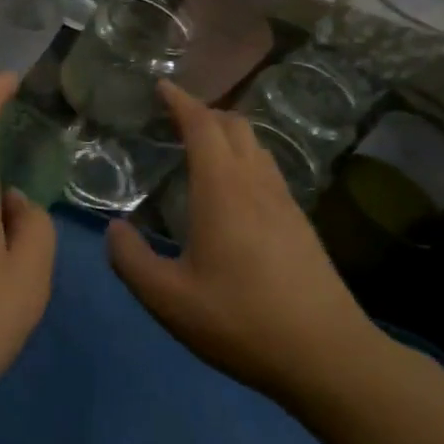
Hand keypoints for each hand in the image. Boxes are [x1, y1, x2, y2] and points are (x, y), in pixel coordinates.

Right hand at [107, 82, 384, 406]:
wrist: (329, 356)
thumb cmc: (242, 322)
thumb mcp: (168, 300)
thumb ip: (131, 260)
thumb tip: (115, 229)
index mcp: (223, 191)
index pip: (203, 126)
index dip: (181, 101)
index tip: (161, 87)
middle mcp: (256, 185)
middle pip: (235, 126)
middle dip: (203, 112)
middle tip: (173, 119)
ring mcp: (285, 203)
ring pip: (256, 146)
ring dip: (226, 134)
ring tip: (199, 148)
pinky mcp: (300, 224)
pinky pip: (268, 170)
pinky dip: (243, 159)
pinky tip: (231, 191)